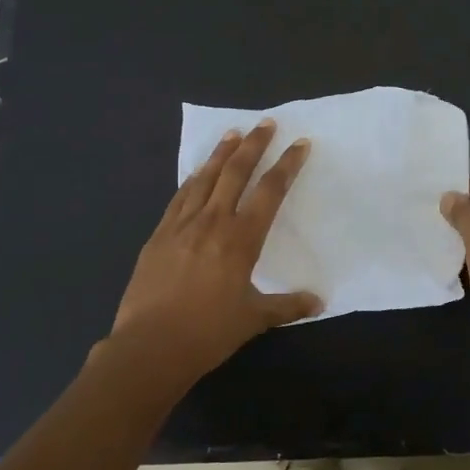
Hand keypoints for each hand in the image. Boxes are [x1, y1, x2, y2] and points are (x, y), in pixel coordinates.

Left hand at [104, 119, 321, 389]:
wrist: (150, 346)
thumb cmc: (208, 332)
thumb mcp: (254, 319)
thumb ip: (287, 306)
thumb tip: (318, 302)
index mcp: (241, 239)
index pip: (270, 191)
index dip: (287, 165)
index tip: (299, 144)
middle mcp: (213, 222)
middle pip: (236, 172)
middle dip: (253, 145)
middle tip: (265, 123)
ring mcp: (181, 225)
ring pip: (204, 178)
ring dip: (221, 154)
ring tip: (232, 134)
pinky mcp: (158, 235)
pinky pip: (179, 197)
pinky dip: (192, 180)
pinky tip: (196, 173)